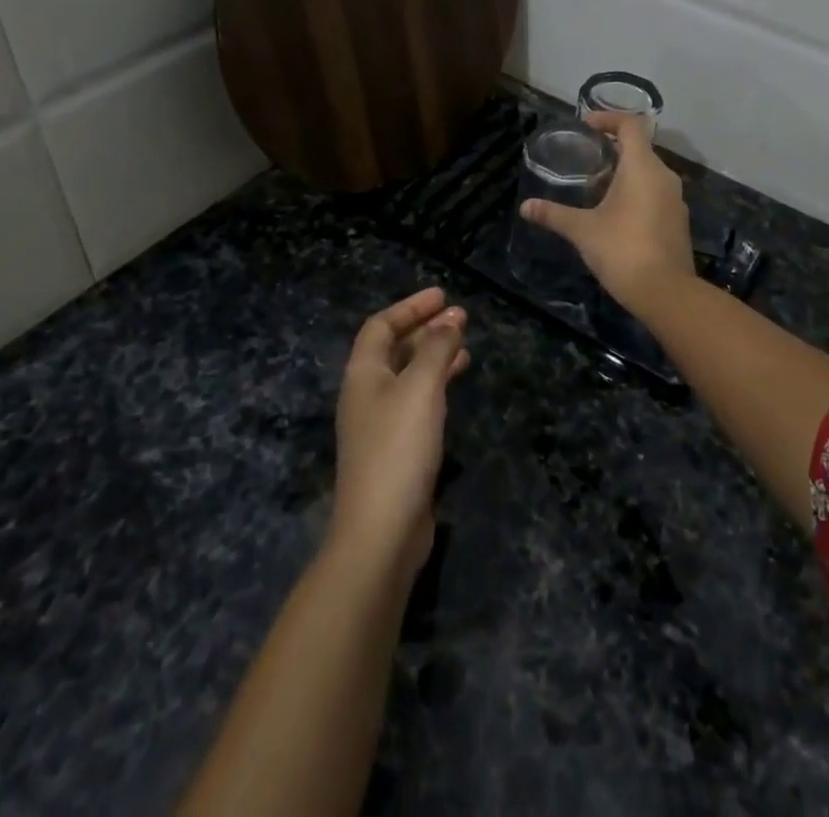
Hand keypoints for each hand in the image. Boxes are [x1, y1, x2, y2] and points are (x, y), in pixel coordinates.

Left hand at [329, 287, 469, 579]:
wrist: (381, 532)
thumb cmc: (398, 448)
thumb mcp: (421, 388)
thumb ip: (436, 349)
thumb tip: (450, 318)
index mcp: (363, 374)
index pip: (381, 326)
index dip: (410, 307)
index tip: (442, 296)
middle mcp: (367, 394)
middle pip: (393, 349)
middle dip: (425, 329)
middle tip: (460, 317)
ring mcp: (380, 425)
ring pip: (408, 376)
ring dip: (434, 356)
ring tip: (465, 347)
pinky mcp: (396, 450)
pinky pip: (417, 402)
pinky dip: (436, 385)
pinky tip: (455, 387)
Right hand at [519, 110, 696, 310]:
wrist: (666, 292)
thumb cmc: (622, 250)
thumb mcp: (583, 231)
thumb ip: (554, 215)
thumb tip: (525, 207)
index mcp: (643, 167)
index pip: (632, 125)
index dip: (609, 118)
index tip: (587, 124)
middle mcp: (664, 176)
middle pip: (640, 148)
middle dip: (614, 147)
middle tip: (586, 156)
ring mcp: (675, 200)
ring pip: (649, 173)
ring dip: (626, 172)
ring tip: (598, 184)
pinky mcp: (678, 221)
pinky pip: (656, 193)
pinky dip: (637, 192)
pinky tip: (617, 212)